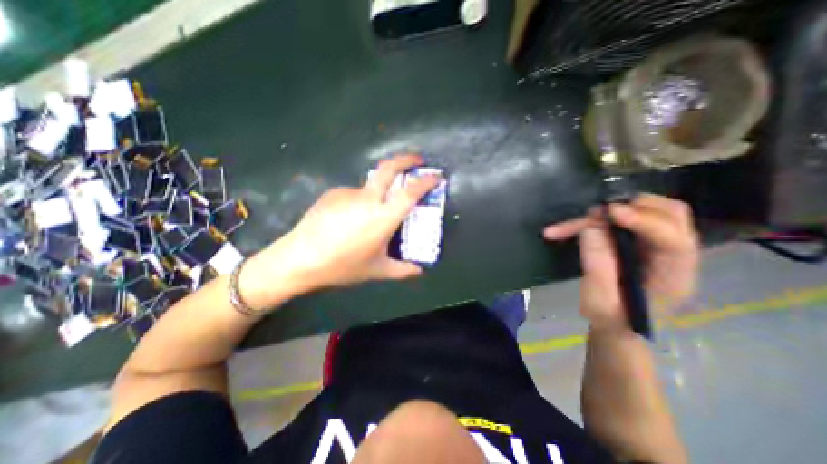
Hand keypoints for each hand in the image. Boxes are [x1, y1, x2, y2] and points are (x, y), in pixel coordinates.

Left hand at [240, 153, 437, 307]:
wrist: (299, 259)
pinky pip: (354, 194)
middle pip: (389, 168)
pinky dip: (360, 202)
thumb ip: (402, 270)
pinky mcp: (332, 193)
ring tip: (371, 217)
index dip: (426, 181)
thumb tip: (419, 271)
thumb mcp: (377, 270)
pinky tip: (350, 220)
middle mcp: (367, 198)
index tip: (436, 176)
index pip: (411, 192)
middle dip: (406, 160)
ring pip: (371, 185)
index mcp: (382, 217)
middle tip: (417, 161)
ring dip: (379, 192)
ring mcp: (348, 193)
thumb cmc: (342, 266)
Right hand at [544, 193, 695, 334]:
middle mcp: (671, 256)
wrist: (616, 327)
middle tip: (598, 212)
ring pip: (645, 213)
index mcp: (673, 277)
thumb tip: (590, 228)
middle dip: (633, 207)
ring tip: (582, 219)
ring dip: (611, 212)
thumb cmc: (610, 320)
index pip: (675, 240)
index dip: (645, 221)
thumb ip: (597, 265)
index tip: (611, 213)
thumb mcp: (599, 300)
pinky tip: (570, 228)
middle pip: (671, 216)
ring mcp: (655, 247)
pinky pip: (622, 222)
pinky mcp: (636, 243)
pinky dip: (597, 221)